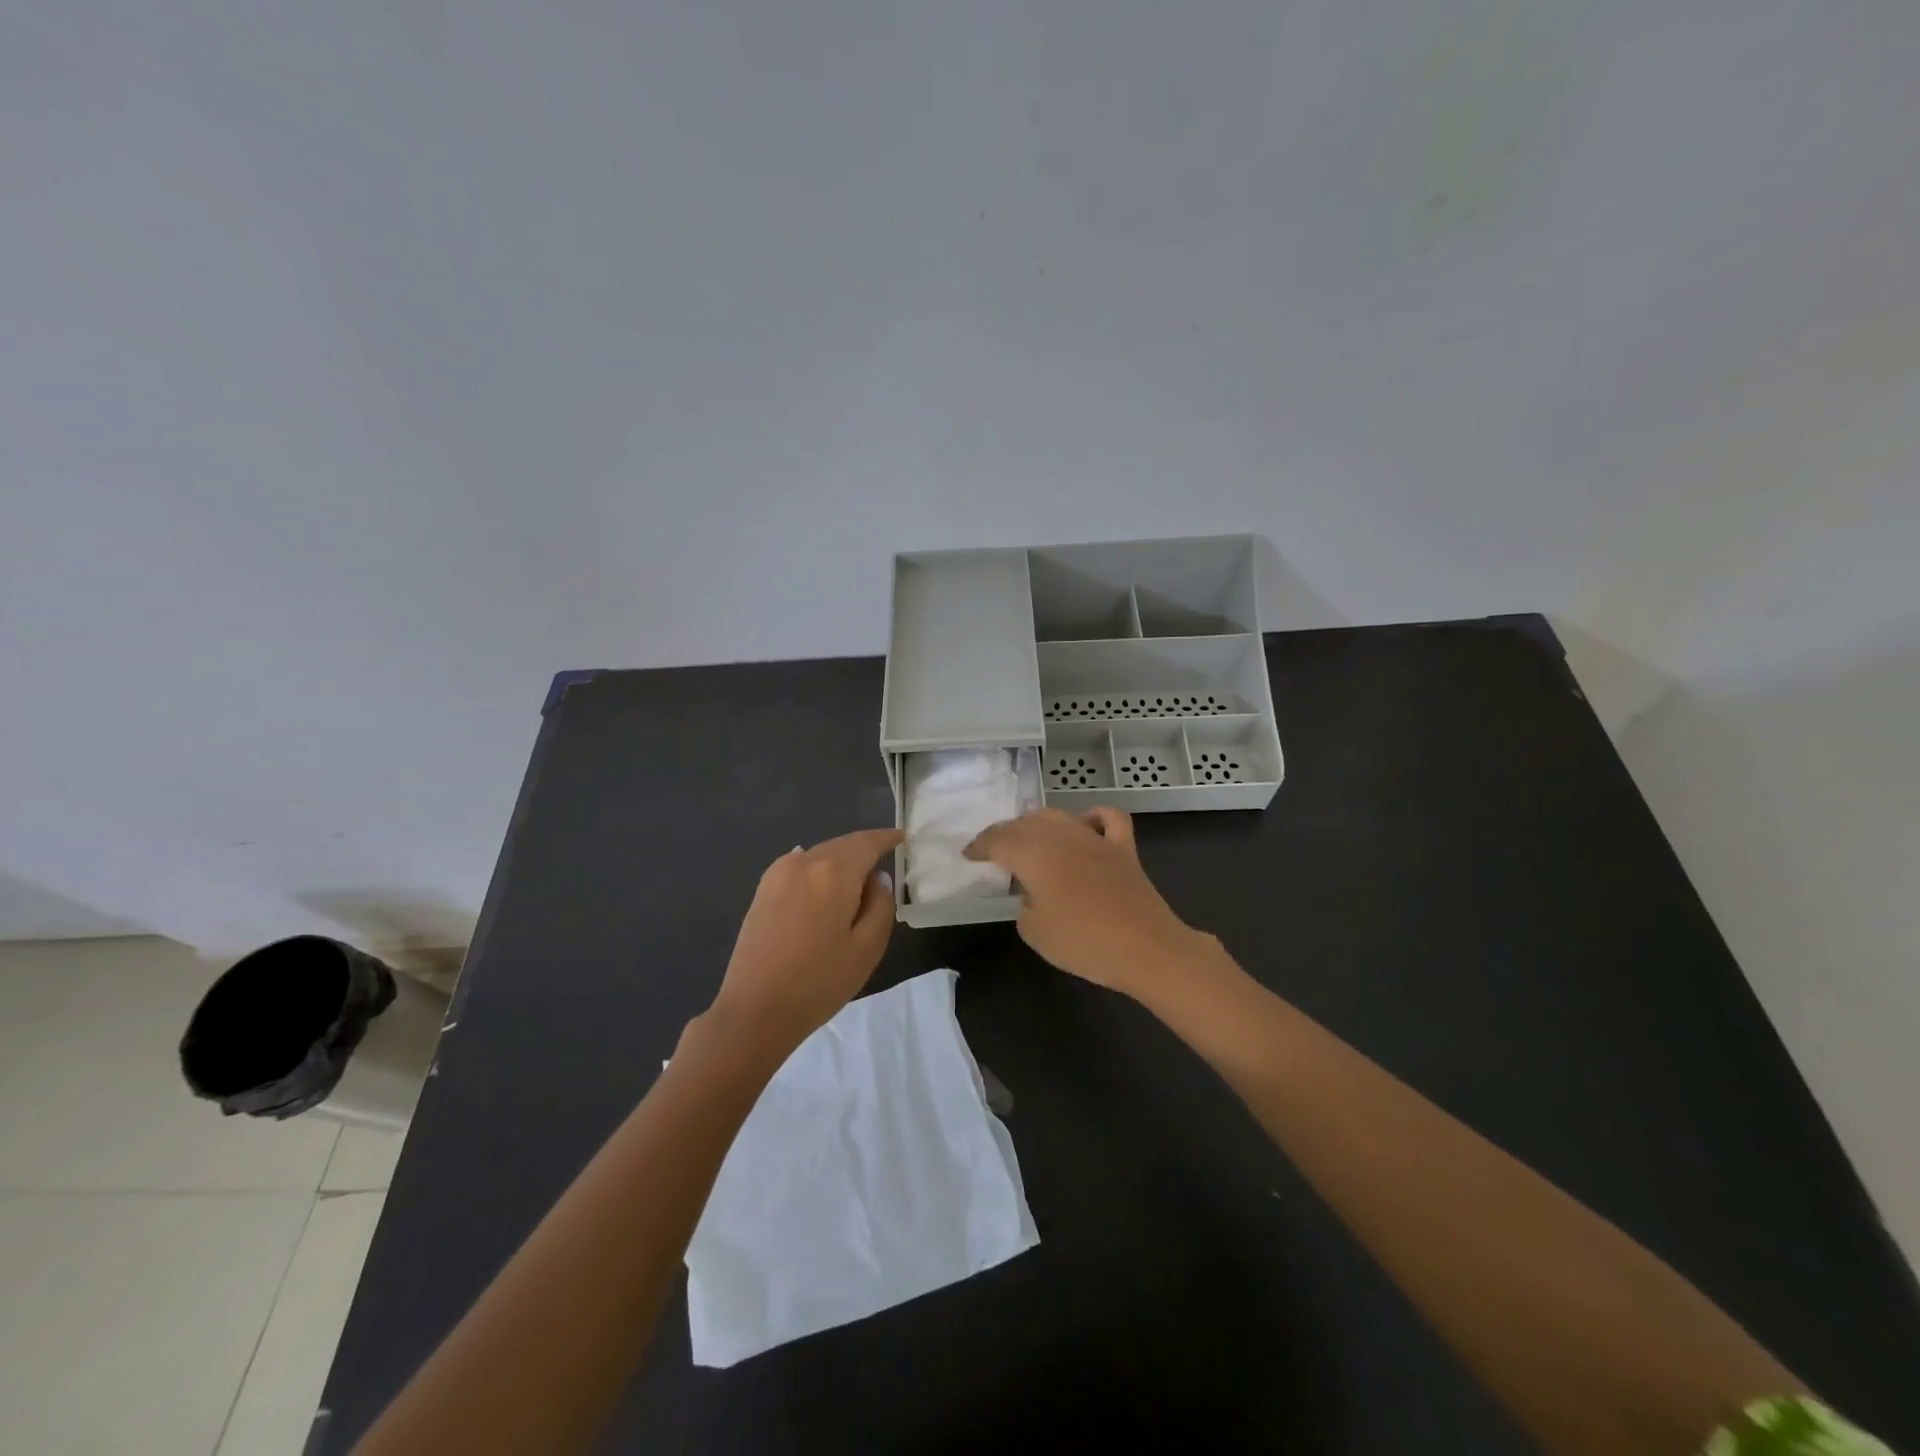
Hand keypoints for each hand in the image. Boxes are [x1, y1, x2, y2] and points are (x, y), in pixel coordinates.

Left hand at [707, 828, 902, 1054]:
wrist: (755, 1010)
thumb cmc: (819, 982)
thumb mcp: (868, 947)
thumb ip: (881, 905)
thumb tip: (877, 879)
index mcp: (834, 873)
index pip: (867, 843)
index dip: (886, 838)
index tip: (902, 838)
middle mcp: (804, 862)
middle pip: (842, 844)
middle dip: (864, 847)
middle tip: (885, 857)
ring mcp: (778, 874)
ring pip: (820, 854)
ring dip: (841, 858)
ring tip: (857, 875)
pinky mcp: (763, 890)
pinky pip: (799, 865)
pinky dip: (818, 866)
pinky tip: (823, 878)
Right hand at [964, 808, 1205, 998]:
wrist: (1146, 949)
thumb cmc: (1083, 942)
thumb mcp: (1034, 932)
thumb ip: (1024, 905)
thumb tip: (1032, 894)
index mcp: (1033, 853)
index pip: (997, 840)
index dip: (979, 846)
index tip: (968, 855)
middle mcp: (1061, 835)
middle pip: (1025, 823)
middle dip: (1005, 833)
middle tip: (994, 849)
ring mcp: (1095, 838)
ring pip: (1059, 815)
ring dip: (1039, 823)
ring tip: (1030, 837)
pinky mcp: (1123, 848)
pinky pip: (1107, 818)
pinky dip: (1092, 817)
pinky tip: (1086, 825)